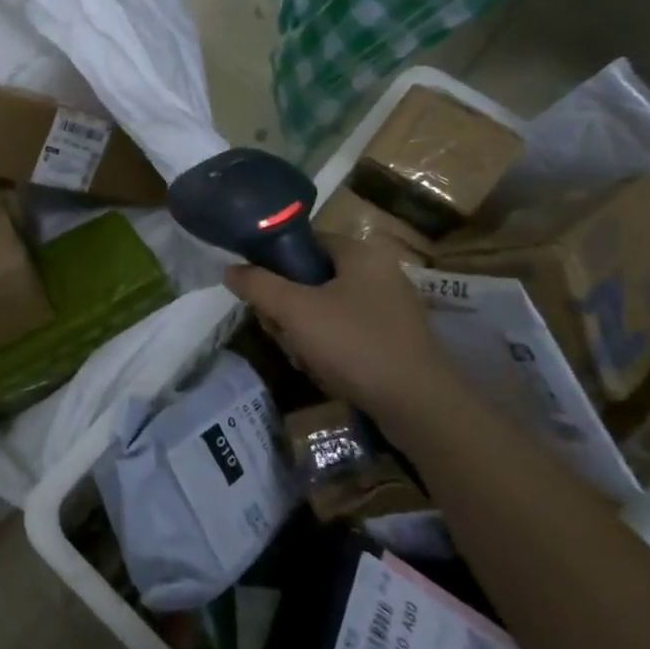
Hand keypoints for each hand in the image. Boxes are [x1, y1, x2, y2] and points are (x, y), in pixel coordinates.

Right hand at [224, 239, 458, 433]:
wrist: (419, 407)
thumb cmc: (354, 344)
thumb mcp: (295, 310)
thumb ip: (258, 285)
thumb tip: (230, 269)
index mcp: (361, 254)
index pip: (306, 241)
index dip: (276, 261)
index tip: (261, 290)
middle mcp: (380, 273)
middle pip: (313, 278)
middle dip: (288, 306)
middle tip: (279, 329)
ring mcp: (392, 309)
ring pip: (327, 308)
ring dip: (305, 331)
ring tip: (301, 356)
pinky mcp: (396, 341)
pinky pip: (348, 332)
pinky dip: (330, 349)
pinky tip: (323, 371)